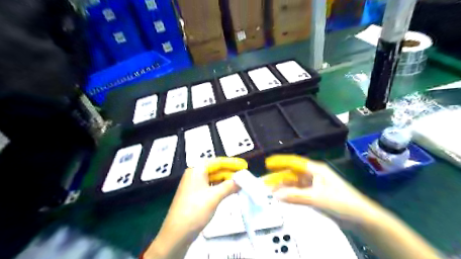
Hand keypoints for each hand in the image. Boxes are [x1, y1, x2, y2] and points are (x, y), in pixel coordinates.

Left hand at [143, 157, 246, 257]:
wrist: (177, 233)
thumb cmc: (195, 210)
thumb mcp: (214, 197)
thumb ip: (229, 186)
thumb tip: (242, 180)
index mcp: (197, 170)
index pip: (218, 162)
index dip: (232, 163)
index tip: (244, 165)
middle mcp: (195, 174)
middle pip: (216, 169)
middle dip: (230, 173)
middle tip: (244, 176)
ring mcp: (195, 185)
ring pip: (214, 178)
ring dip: (226, 181)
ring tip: (239, 183)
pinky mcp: (196, 194)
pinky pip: (211, 186)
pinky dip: (221, 188)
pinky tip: (229, 190)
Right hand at [265, 155, 383, 225]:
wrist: (360, 218)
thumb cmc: (342, 203)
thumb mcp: (317, 198)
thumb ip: (295, 196)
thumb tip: (276, 194)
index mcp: (315, 169)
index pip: (294, 162)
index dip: (280, 162)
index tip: (267, 163)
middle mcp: (313, 175)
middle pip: (292, 173)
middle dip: (278, 177)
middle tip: (265, 182)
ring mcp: (314, 185)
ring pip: (294, 183)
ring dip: (283, 186)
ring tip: (270, 190)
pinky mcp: (315, 194)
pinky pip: (298, 191)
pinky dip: (290, 193)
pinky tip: (282, 197)